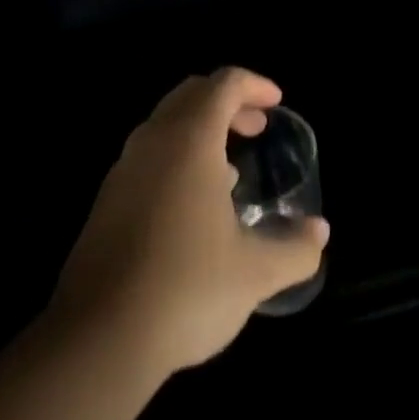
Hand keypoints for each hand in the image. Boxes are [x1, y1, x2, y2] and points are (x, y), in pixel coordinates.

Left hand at [49, 68, 329, 378]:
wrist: (99, 336)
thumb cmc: (186, 287)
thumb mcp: (254, 272)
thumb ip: (294, 248)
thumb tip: (319, 232)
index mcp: (190, 138)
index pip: (224, 84)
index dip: (254, 85)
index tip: (276, 103)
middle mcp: (154, 139)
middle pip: (193, 94)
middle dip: (228, 102)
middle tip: (256, 127)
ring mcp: (125, 167)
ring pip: (167, 123)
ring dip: (201, 129)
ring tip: (231, 168)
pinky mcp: (108, 198)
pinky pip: (150, 154)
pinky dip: (178, 155)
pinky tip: (193, 205)